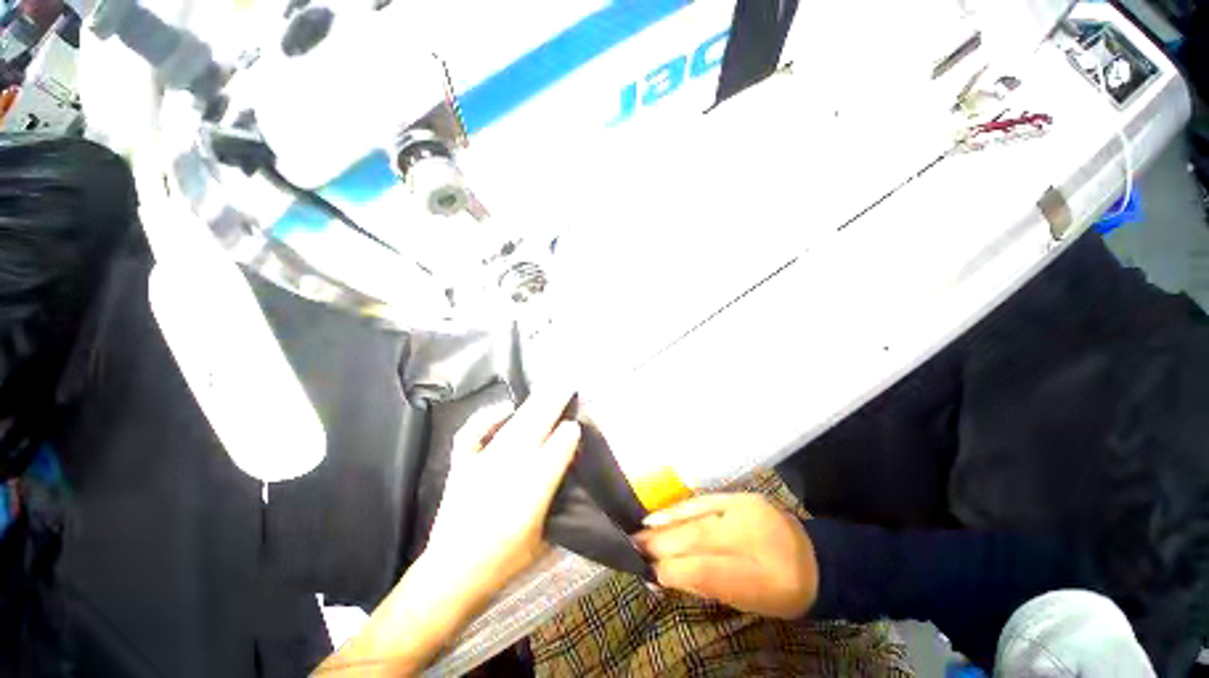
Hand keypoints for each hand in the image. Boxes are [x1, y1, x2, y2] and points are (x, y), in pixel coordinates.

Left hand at [422, 390, 581, 608]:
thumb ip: (558, 501)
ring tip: (548, 388)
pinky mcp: (463, 464)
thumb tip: (566, 472)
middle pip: (538, 425)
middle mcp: (511, 467)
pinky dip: (488, 416)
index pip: (559, 446)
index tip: (576, 426)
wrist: (452, 575)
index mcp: (534, 488)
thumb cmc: (504, 562)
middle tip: (567, 386)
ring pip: (514, 424)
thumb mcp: (544, 537)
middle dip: (555, 403)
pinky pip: (473, 432)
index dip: (570, 433)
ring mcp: (483, 462)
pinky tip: (505, 408)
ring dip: (533, 404)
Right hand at [634, 493, 818, 618]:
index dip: (674, 570)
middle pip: (698, 538)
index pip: (707, 571)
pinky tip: (662, 513)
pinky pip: (704, 501)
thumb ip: (710, 587)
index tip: (649, 572)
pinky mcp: (742, 496)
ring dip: (665, 523)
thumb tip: (668, 575)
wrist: (817, 559)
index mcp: (762, 577)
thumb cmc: (783, 591)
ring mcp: (748, 511)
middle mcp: (754, 537)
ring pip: (698, 516)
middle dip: (662, 544)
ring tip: (640, 531)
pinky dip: (680, 508)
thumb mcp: (751, 603)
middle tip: (635, 548)